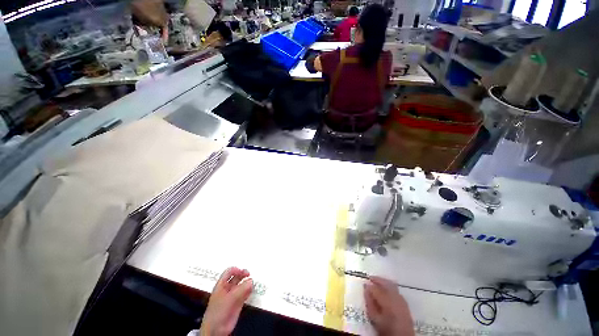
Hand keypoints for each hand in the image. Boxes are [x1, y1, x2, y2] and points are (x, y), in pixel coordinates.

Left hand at [200, 267, 252, 335]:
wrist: (216, 330)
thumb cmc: (218, 313)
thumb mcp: (230, 298)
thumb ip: (241, 289)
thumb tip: (251, 281)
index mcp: (221, 285)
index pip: (229, 272)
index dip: (236, 270)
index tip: (243, 271)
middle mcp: (228, 288)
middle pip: (237, 277)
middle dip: (243, 275)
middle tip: (249, 275)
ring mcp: (233, 295)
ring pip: (242, 285)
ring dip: (247, 283)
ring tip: (252, 283)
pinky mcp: (238, 302)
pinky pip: (245, 293)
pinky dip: (249, 290)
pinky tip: (251, 290)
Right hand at [364, 276, 413, 335]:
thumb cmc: (386, 329)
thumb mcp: (375, 319)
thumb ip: (369, 303)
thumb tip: (366, 289)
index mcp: (388, 302)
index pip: (376, 289)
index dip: (369, 286)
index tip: (364, 284)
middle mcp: (396, 298)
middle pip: (386, 284)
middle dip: (378, 280)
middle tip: (370, 278)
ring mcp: (402, 300)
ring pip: (392, 285)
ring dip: (384, 282)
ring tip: (377, 283)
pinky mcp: (405, 303)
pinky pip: (396, 291)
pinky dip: (390, 288)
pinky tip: (386, 291)